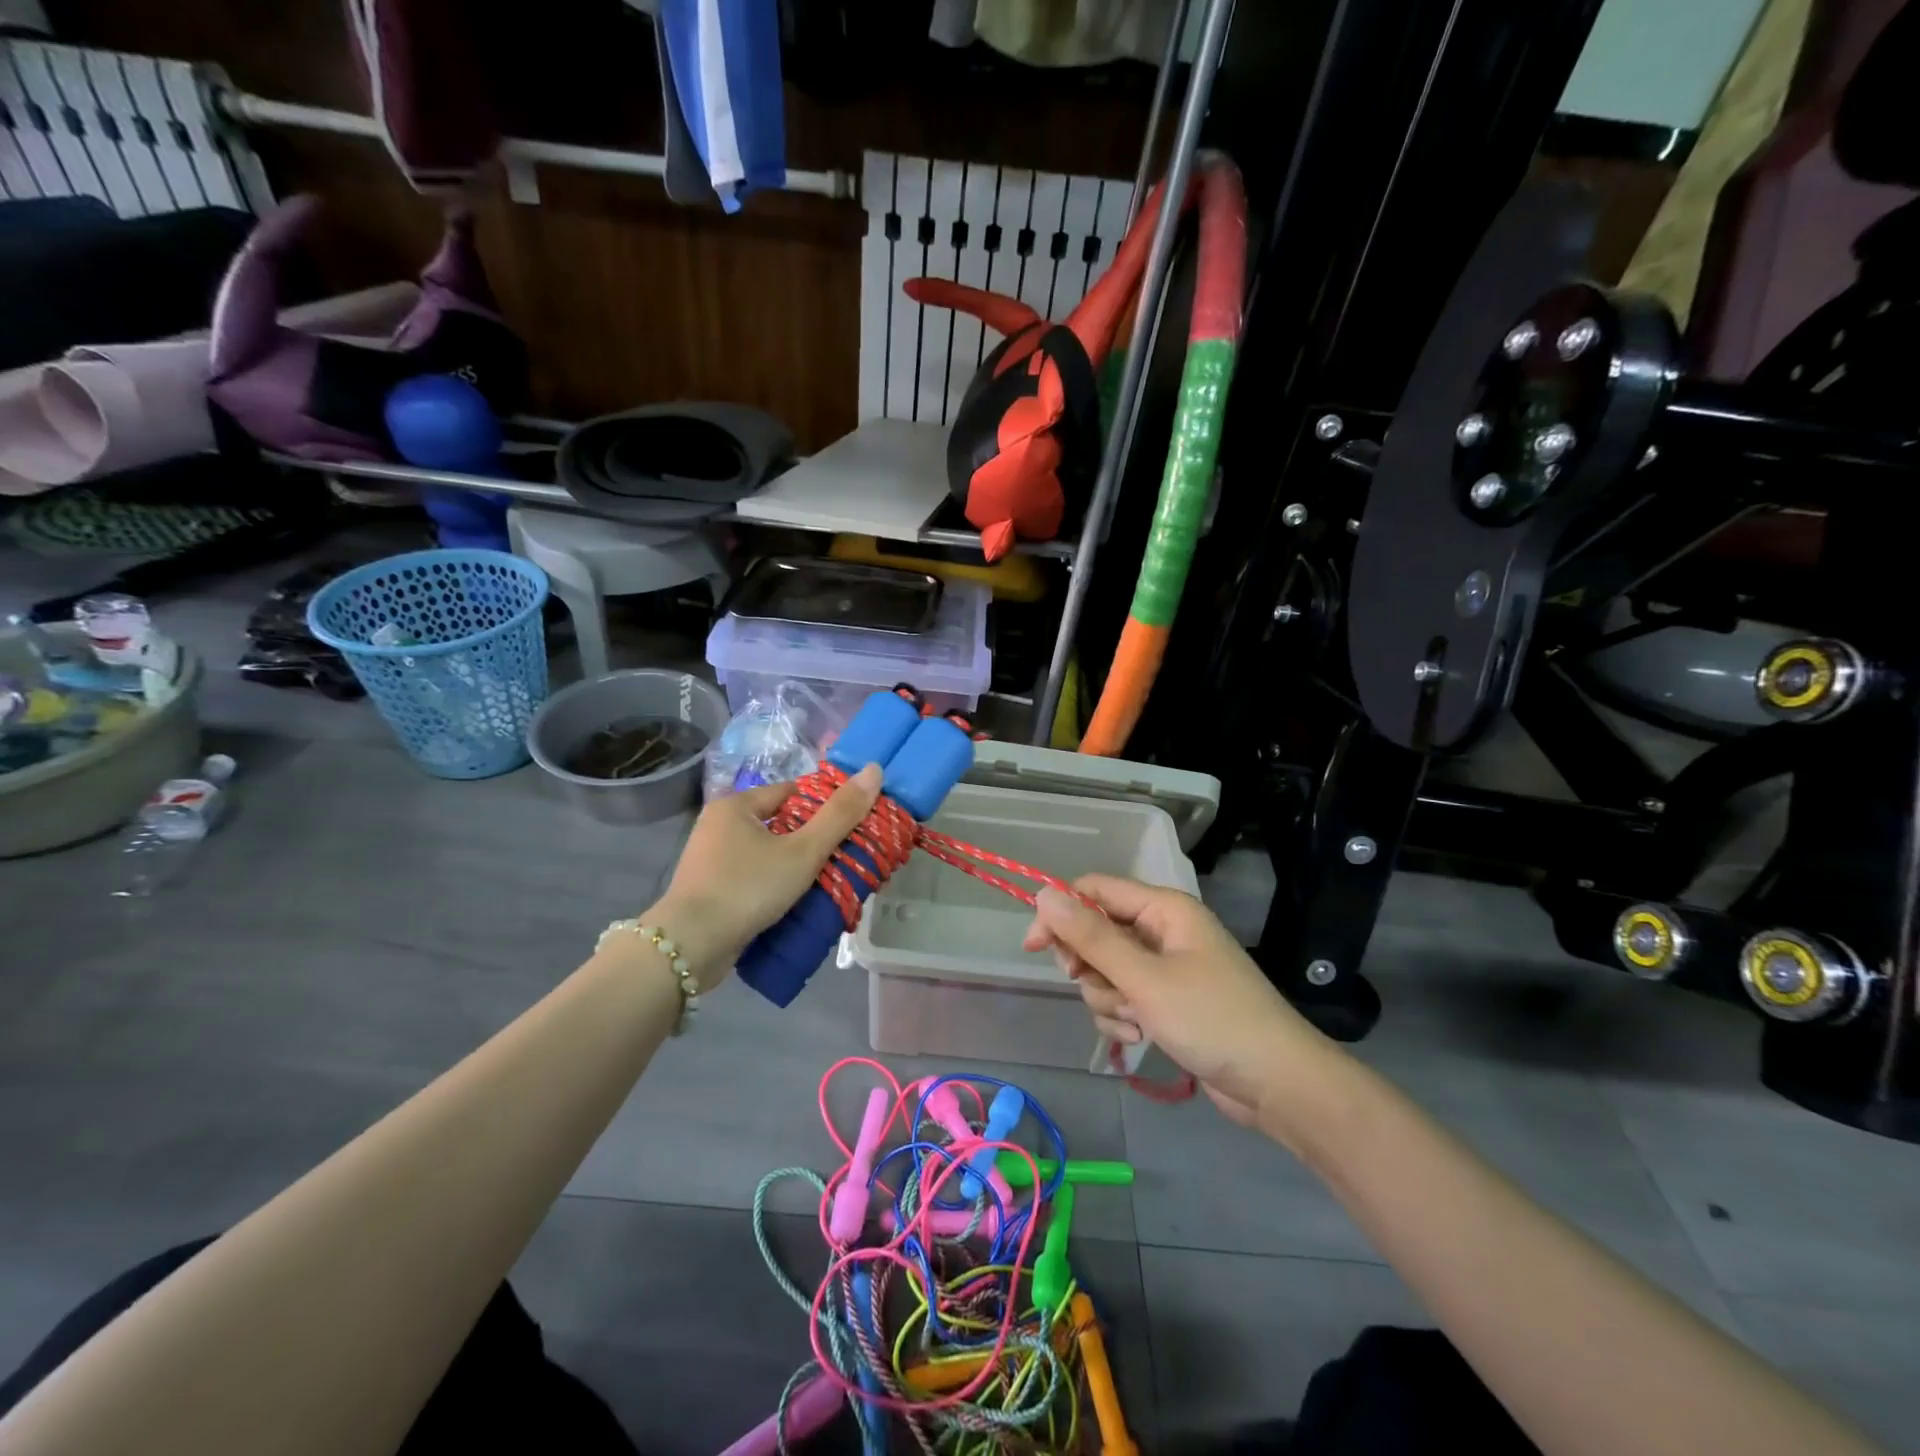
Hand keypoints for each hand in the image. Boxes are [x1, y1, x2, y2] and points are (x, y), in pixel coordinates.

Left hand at [648, 766, 882, 980]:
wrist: (689, 946)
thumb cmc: (747, 888)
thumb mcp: (803, 851)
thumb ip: (839, 815)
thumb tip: (874, 770)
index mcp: (736, 805)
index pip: (792, 793)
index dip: (824, 808)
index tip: (850, 829)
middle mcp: (718, 824)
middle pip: (780, 823)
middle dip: (810, 841)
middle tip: (843, 859)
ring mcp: (710, 858)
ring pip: (767, 853)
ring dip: (793, 866)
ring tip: (824, 883)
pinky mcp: (708, 889)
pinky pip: (752, 876)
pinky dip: (773, 885)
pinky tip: (793, 901)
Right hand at [1023, 875, 1320, 1124]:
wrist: (1277, 1084)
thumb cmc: (1211, 1019)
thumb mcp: (1143, 978)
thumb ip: (1091, 936)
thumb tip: (1042, 894)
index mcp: (1163, 909)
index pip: (1095, 890)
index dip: (1060, 912)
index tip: (1034, 948)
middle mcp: (1163, 931)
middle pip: (1097, 931)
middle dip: (1089, 964)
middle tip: (1091, 984)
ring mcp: (1167, 968)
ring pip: (1106, 970)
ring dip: (1107, 997)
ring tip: (1133, 1020)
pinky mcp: (1168, 1002)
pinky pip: (1124, 997)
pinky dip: (1123, 1016)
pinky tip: (1139, 1037)